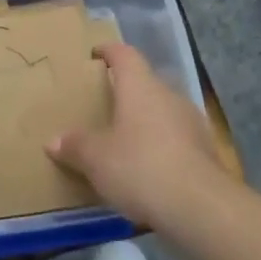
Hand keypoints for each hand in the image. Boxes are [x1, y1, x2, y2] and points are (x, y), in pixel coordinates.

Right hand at [47, 43, 230, 229]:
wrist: (201, 208)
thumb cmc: (140, 167)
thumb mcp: (96, 159)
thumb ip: (75, 146)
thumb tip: (54, 141)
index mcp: (140, 86)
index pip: (124, 54)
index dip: (108, 51)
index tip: (95, 54)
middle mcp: (169, 95)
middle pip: (145, 83)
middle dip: (125, 91)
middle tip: (103, 105)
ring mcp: (192, 123)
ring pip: (162, 111)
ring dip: (144, 121)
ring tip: (123, 139)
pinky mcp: (206, 151)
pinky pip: (176, 139)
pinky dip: (160, 146)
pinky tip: (147, 168)